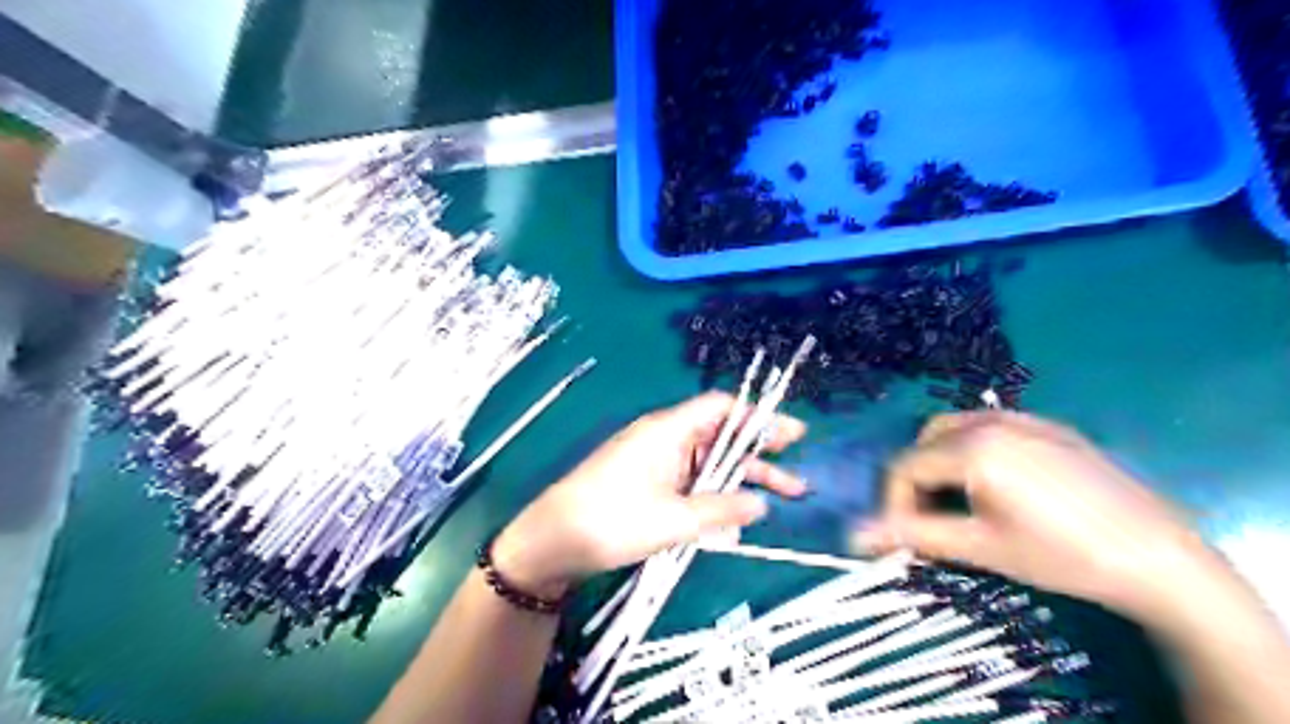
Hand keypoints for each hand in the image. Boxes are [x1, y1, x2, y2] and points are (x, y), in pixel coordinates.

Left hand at [495, 392, 803, 594]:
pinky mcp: (648, 485)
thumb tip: (760, 505)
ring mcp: (656, 463)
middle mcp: (665, 440)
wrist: (553, 540)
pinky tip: (733, 523)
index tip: (791, 435)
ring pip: (708, 466)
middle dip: (759, 457)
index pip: (720, 409)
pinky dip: (713, 499)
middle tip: (796, 475)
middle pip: (721, 440)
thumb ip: (720, 510)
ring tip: (780, 500)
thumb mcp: (673, 519)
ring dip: (740, 482)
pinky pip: (690, 485)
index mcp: (668, 431)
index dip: (757, 418)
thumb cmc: (612, 520)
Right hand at [853, 411, 1220, 617]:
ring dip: (943, 461)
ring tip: (963, 501)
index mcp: (971, 447)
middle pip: (925, 442)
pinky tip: (1001, 484)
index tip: (904, 535)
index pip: (905, 467)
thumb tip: (853, 534)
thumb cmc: (1060, 555)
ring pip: (956, 429)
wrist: (1158, 557)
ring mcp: (1024, 419)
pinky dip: (976, 449)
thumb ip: (912, 534)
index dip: (894, 502)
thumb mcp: (979, 547)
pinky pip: (992, 426)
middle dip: (918, 479)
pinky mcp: (1051, 427)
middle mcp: (990, 421)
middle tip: (934, 518)